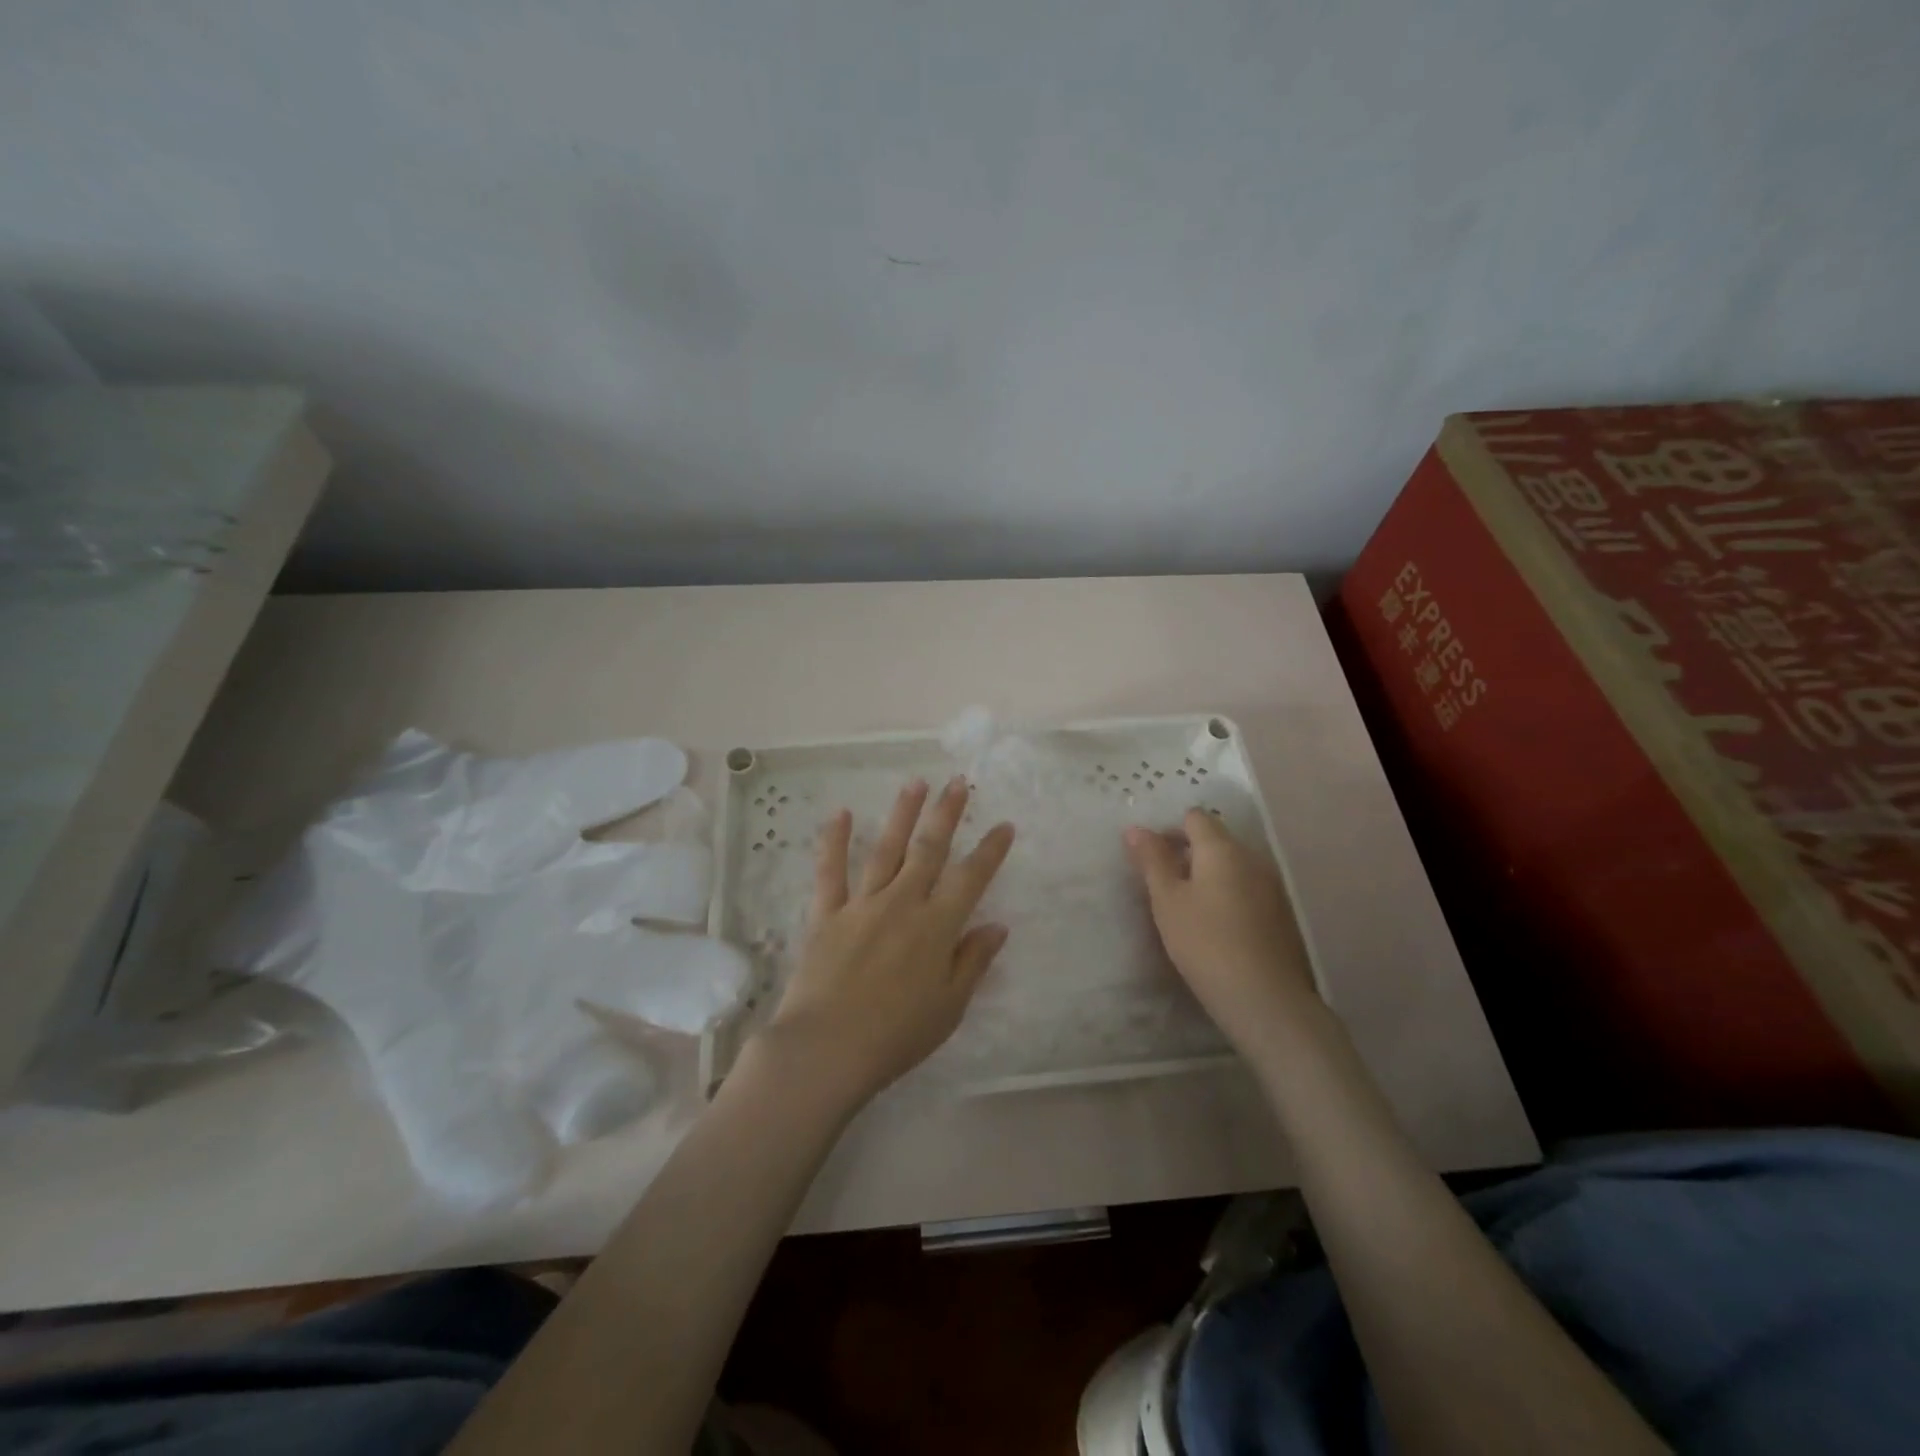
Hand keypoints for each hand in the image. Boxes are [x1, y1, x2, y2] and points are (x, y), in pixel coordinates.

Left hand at [758, 776, 1014, 1108]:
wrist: (827, 1049)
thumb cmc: (896, 1036)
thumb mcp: (949, 1007)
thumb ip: (973, 961)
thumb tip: (997, 925)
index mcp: (936, 927)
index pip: (971, 878)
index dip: (990, 850)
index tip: (1003, 825)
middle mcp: (902, 903)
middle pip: (929, 849)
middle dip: (946, 814)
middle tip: (958, 783)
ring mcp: (862, 904)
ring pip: (886, 848)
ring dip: (903, 813)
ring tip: (915, 782)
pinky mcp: (826, 913)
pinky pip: (831, 870)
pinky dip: (834, 840)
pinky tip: (841, 813)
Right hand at [1124, 810, 1317, 1053]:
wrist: (1264, 998)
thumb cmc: (1205, 942)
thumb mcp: (1167, 900)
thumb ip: (1152, 860)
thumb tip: (1135, 829)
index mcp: (1222, 848)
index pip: (1194, 817)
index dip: (1169, 830)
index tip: (1150, 858)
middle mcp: (1252, 857)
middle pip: (1215, 839)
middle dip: (1186, 853)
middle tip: (1162, 885)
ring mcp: (1271, 885)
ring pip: (1231, 865)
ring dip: (1207, 875)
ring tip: (1185, 907)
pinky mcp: (1281, 913)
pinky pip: (1246, 888)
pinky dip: (1226, 895)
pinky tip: (1214, 926)